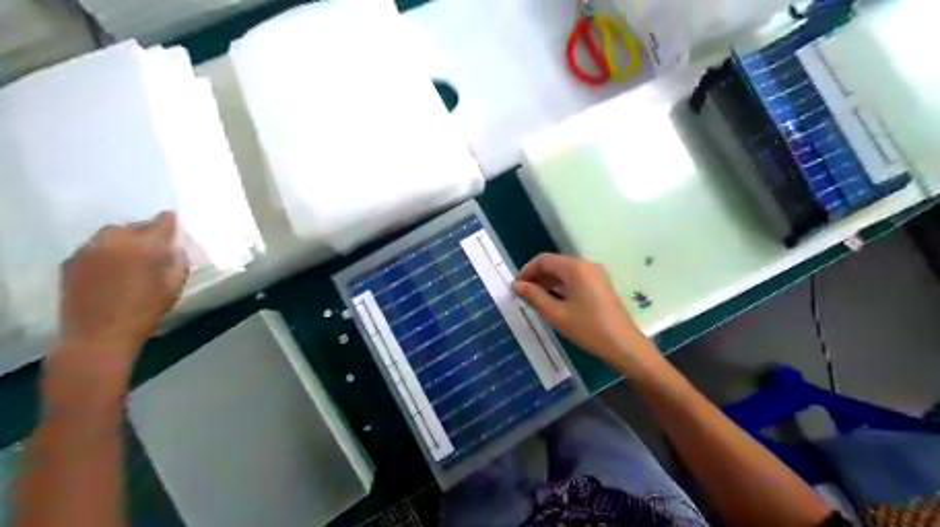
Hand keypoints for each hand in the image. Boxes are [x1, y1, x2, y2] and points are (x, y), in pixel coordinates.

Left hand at [60, 210, 188, 354]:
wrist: (98, 335)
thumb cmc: (145, 311)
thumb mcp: (174, 286)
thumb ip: (178, 261)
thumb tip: (176, 246)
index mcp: (146, 246)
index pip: (163, 221)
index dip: (171, 223)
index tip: (175, 228)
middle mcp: (115, 240)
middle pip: (135, 226)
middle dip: (146, 234)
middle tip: (154, 250)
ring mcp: (89, 249)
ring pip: (112, 235)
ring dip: (125, 242)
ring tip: (131, 259)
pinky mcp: (71, 260)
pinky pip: (95, 248)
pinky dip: (106, 253)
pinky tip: (111, 270)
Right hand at [514, 253, 659, 373]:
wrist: (623, 344)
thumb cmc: (587, 328)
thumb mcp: (556, 313)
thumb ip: (534, 296)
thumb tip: (517, 285)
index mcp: (575, 267)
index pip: (544, 259)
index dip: (527, 270)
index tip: (516, 287)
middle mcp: (586, 264)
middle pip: (555, 263)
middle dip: (537, 276)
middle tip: (523, 295)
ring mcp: (596, 274)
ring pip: (565, 271)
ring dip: (549, 281)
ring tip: (536, 300)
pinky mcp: (601, 284)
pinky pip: (576, 278)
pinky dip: (562, 285)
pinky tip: (555, 301)